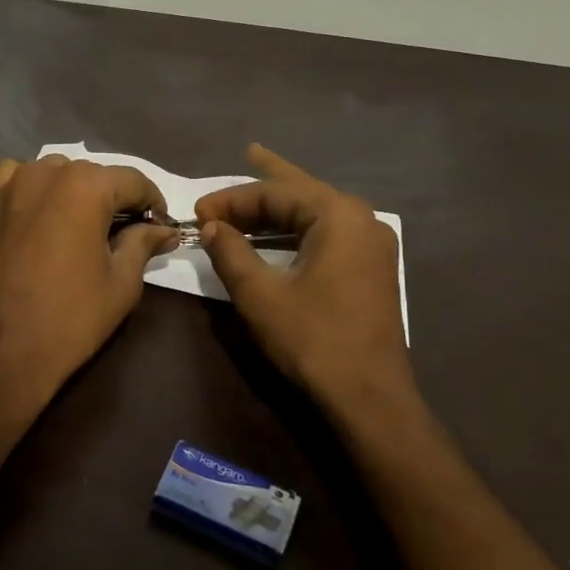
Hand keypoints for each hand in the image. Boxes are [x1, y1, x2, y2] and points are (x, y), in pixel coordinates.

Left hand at [0, 155, 178, 417]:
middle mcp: (47, 172)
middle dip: (114, 200)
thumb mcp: (121, 283)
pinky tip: (40, 218)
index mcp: (86, 186)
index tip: (161, 229)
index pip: (134, 181)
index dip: (153, 204)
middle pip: (94, 176)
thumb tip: (164, 230)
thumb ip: (143, 244)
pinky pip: (17, 181)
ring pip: (55, 174)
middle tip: (124, 234)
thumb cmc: (70, 318)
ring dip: (74, 193)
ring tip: (81, 228)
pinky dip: (34, 192)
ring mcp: (10, 185)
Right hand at [195, 145, 412, 404]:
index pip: (276, 193)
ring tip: (252, 191)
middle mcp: (361, 220)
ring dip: (279, 207)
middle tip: (232, 171)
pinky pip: (327, 233)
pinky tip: (280, 229)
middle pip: (300, 193)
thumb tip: (211, 226)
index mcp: (339, 216)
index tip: (198, 214)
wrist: (369, 398)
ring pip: (315, 212)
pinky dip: (297, 228)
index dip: (231, 201)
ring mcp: (371, 245)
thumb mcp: (260, 295)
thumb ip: (231, 253)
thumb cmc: (313, 340)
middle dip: (261, 189)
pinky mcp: (370, 268)